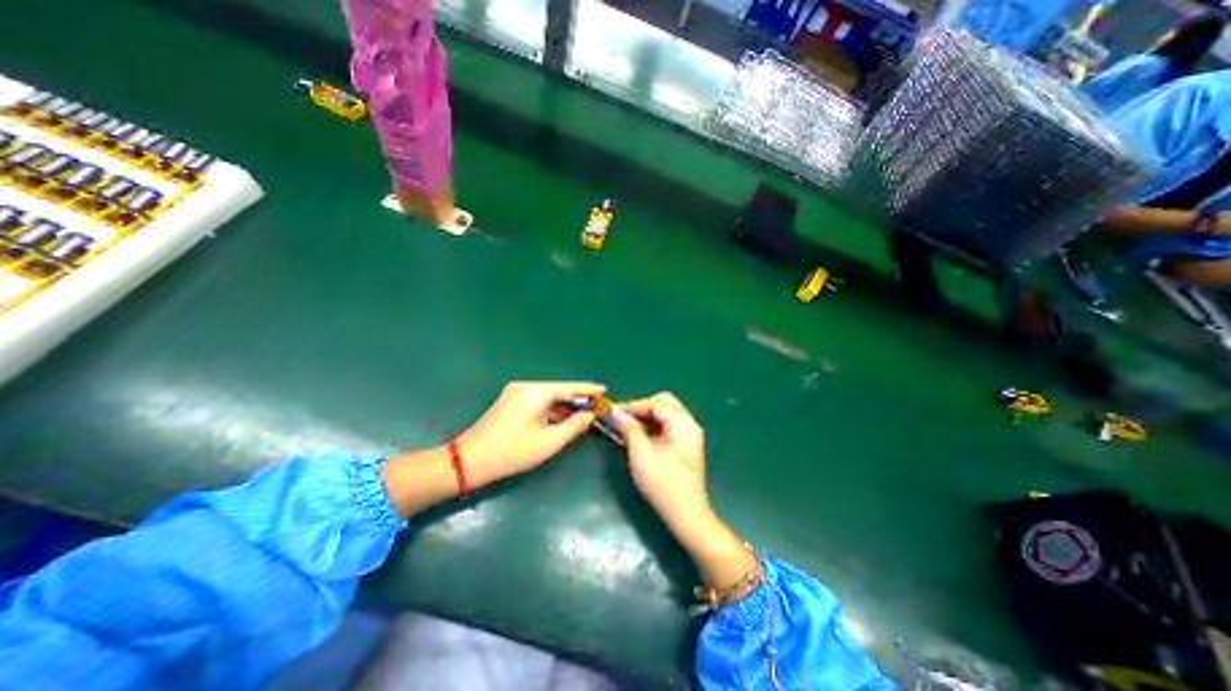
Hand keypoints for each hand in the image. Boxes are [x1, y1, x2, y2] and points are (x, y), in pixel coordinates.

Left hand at [454, 382, 605, 487]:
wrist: (469, 461)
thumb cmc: (512, 452)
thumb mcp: (549, 442)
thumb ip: (574, 425)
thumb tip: (590, 414)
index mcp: (535, 392)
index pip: (568, 387)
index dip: (588, 389)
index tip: (605, 390)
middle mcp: (525, 387)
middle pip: (559, 390)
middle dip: (578, 400)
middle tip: (596, 408)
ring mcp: (516, 393)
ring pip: (548, 397)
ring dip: (565, 406)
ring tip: (584, 415)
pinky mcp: (511, 402)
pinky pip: (538, 402)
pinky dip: (552, 410)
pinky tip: (563, 419)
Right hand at [611, 392, 705, 531]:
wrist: (686, 515)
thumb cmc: (663, 484)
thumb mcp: (641, 454)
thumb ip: (629, 428)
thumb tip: (615, 412)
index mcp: (682, 423)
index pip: (655, 404)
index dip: (632, 405)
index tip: (612, 410)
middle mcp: (688, 424)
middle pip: (663, 404)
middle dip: (640, 408)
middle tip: (621, 417)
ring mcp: (688, 435)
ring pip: (664, 415)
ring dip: (645, 417)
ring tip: (624, 425)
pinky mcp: (684, 445)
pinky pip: (666, 427)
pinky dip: (651, 427)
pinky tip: (636, 435)